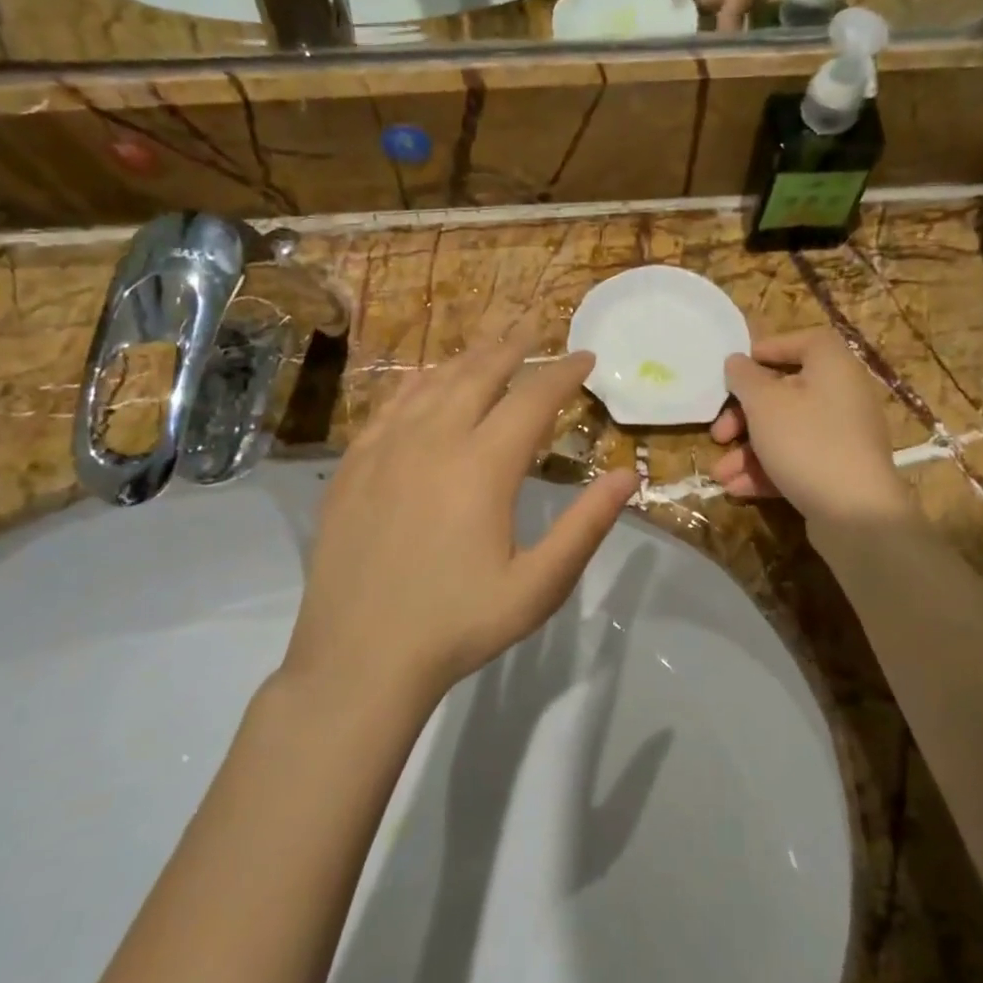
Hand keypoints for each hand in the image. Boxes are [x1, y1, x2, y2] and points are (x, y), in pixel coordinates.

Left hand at [290, 337, 637, 703]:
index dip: (564, 373)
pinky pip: (390, 405)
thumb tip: (629, 475)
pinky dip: (417, 383)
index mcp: (483, 466)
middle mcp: (434, 440)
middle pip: (479, 374)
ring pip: (433, 383)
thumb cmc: (459, 624)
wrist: (360, 658)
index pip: (533, 399)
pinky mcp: (353, 465)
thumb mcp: (538, 587)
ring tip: (490, 343)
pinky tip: (425, 379)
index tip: (586, 356)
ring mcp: (386, 449)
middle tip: (535, 325)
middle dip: (513, 346)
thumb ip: (586, 526)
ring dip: (467, 358)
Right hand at [710, 329, 910, 525]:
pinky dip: (767, 470)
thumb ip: (745, 378)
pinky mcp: (838, 471)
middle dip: (743, 416)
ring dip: (747, 451)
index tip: (737, 369)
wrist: (855, 513)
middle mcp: (842, 396)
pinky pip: (797, 460)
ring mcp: (842, 437)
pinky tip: (737, 488)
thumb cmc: (806, 442)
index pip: (804, 342)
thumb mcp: (764, 404)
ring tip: (720, 473)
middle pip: (785, 393)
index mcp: (833, 367)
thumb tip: (736, 362)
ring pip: (786, 432)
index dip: (769, 349)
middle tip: (718, 433)